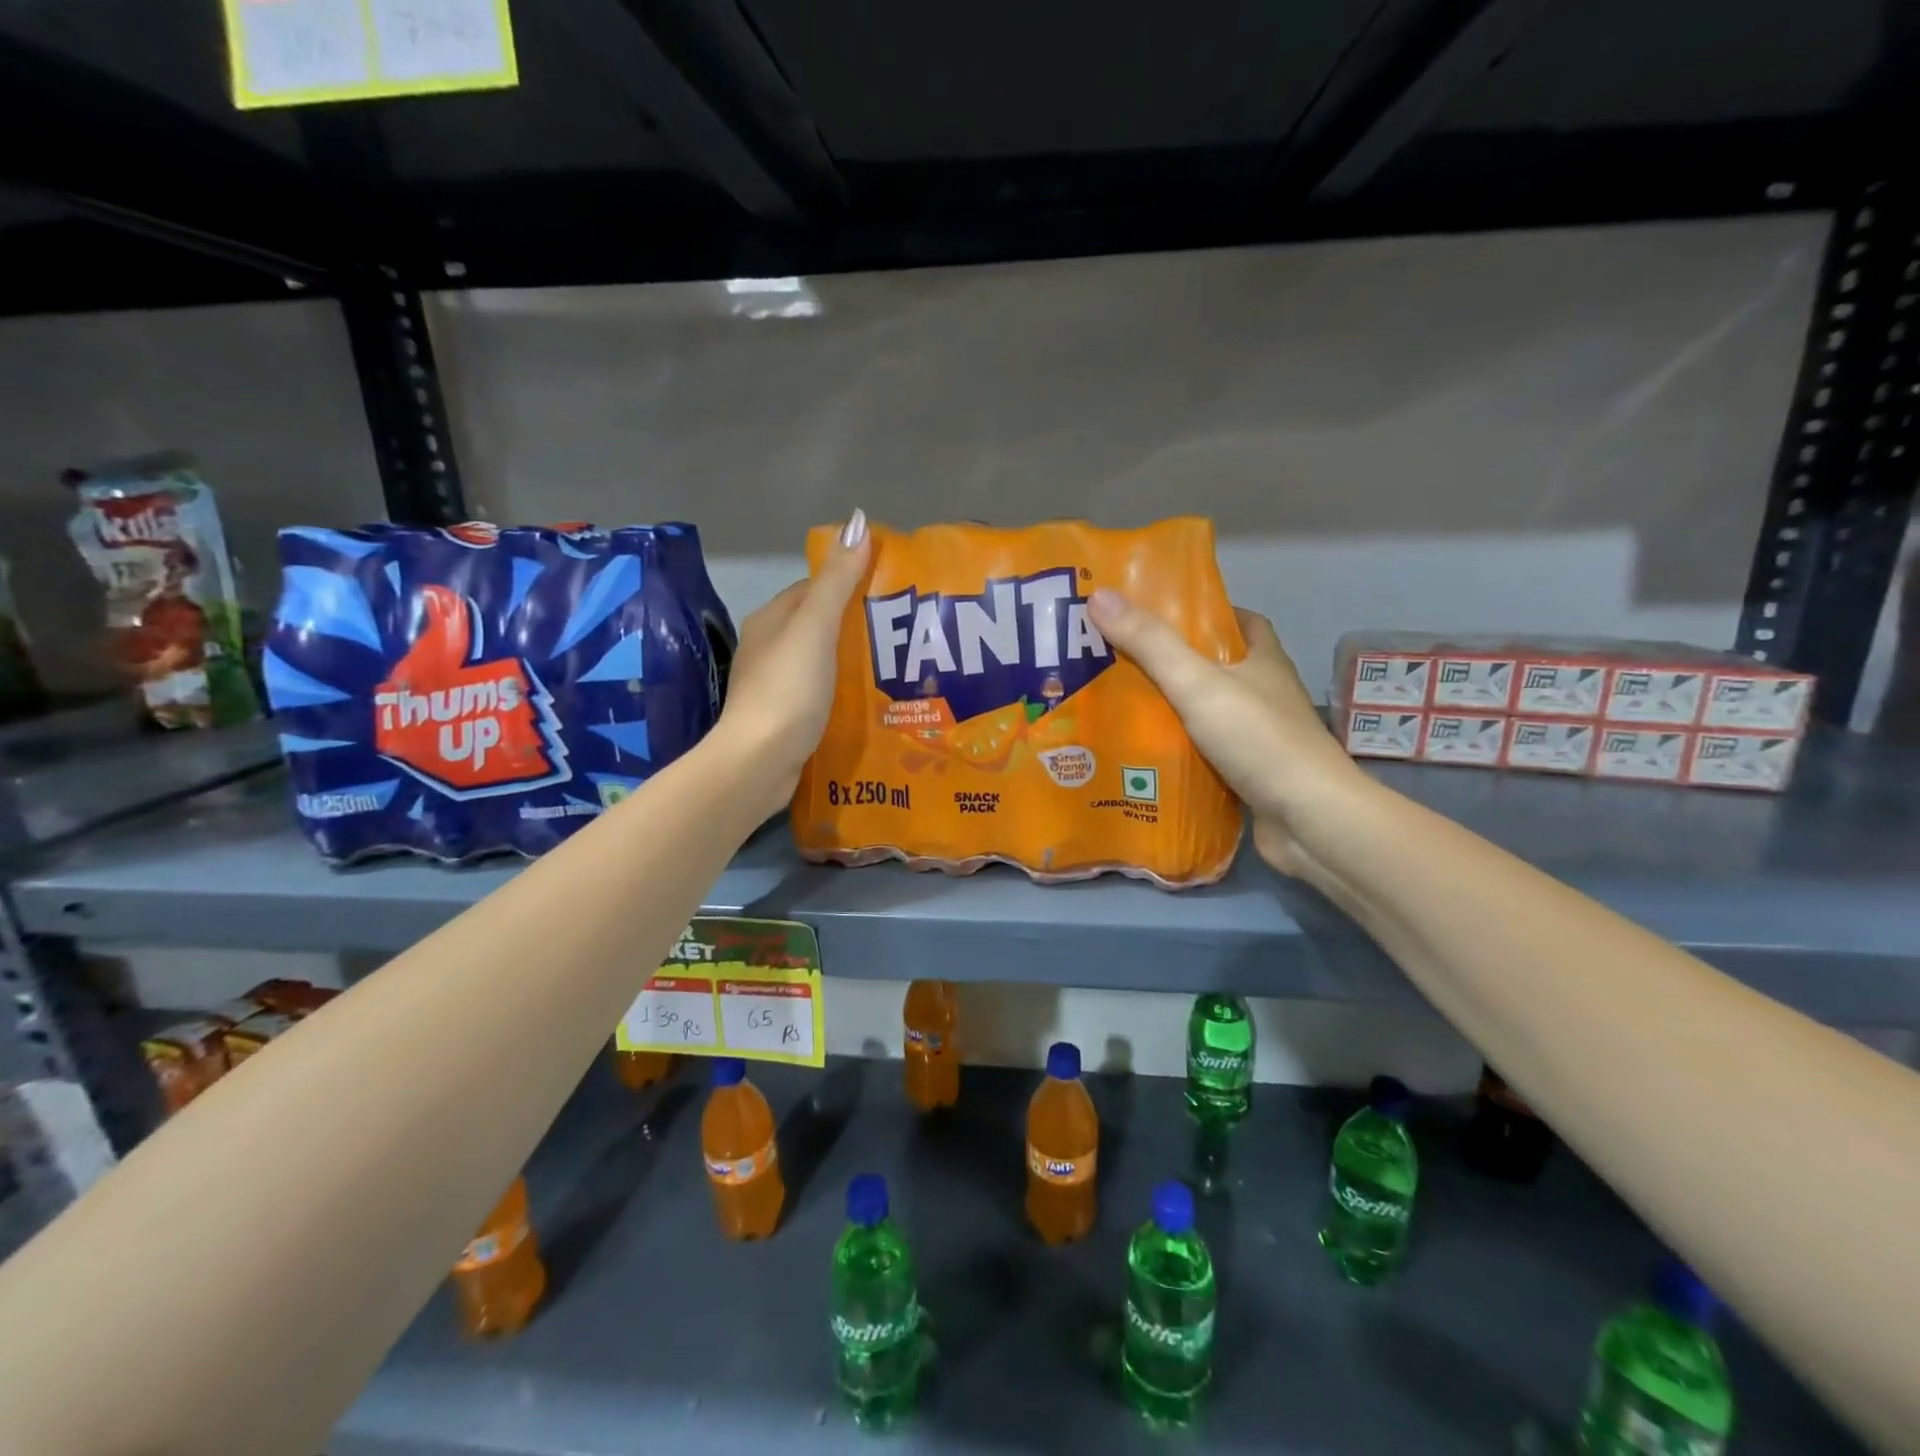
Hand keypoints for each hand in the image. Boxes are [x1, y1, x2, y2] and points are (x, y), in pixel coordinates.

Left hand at [712, 510, 871, 813]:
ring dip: (852, 661)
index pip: (815, 589)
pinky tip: (871, 699)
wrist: (759, 762)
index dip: (850, 584)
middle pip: (820, 625)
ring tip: (896, 665)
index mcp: (772, 620)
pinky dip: (843, 691)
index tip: (891, 591)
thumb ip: (837, 581)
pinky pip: (821, 693)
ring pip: (822, 661)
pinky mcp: (786, 717)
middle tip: (903, 632)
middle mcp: (769, 647)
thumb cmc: (788, 689)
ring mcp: (776, 685)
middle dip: (856, 625)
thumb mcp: (816, 628)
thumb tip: (856, 520)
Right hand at [1086, 590, 1365, 876]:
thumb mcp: (1198, 683)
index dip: (1205, 613)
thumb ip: (1150, 644)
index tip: (1160, 615)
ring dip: (1173, 711)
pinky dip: (1179, 752)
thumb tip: (1099, 596)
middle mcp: (1265, 694)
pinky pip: (1206, 754)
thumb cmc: (1259, 739)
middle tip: (1121, 662)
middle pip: (1217, 668)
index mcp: (1263, 661)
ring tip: (1120, 706)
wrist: (1309, 820)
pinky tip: (1144, 755)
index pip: (1240, 622)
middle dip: (1174, 664)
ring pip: (1208, 714)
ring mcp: (1259, 738)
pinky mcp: (1250, 775)